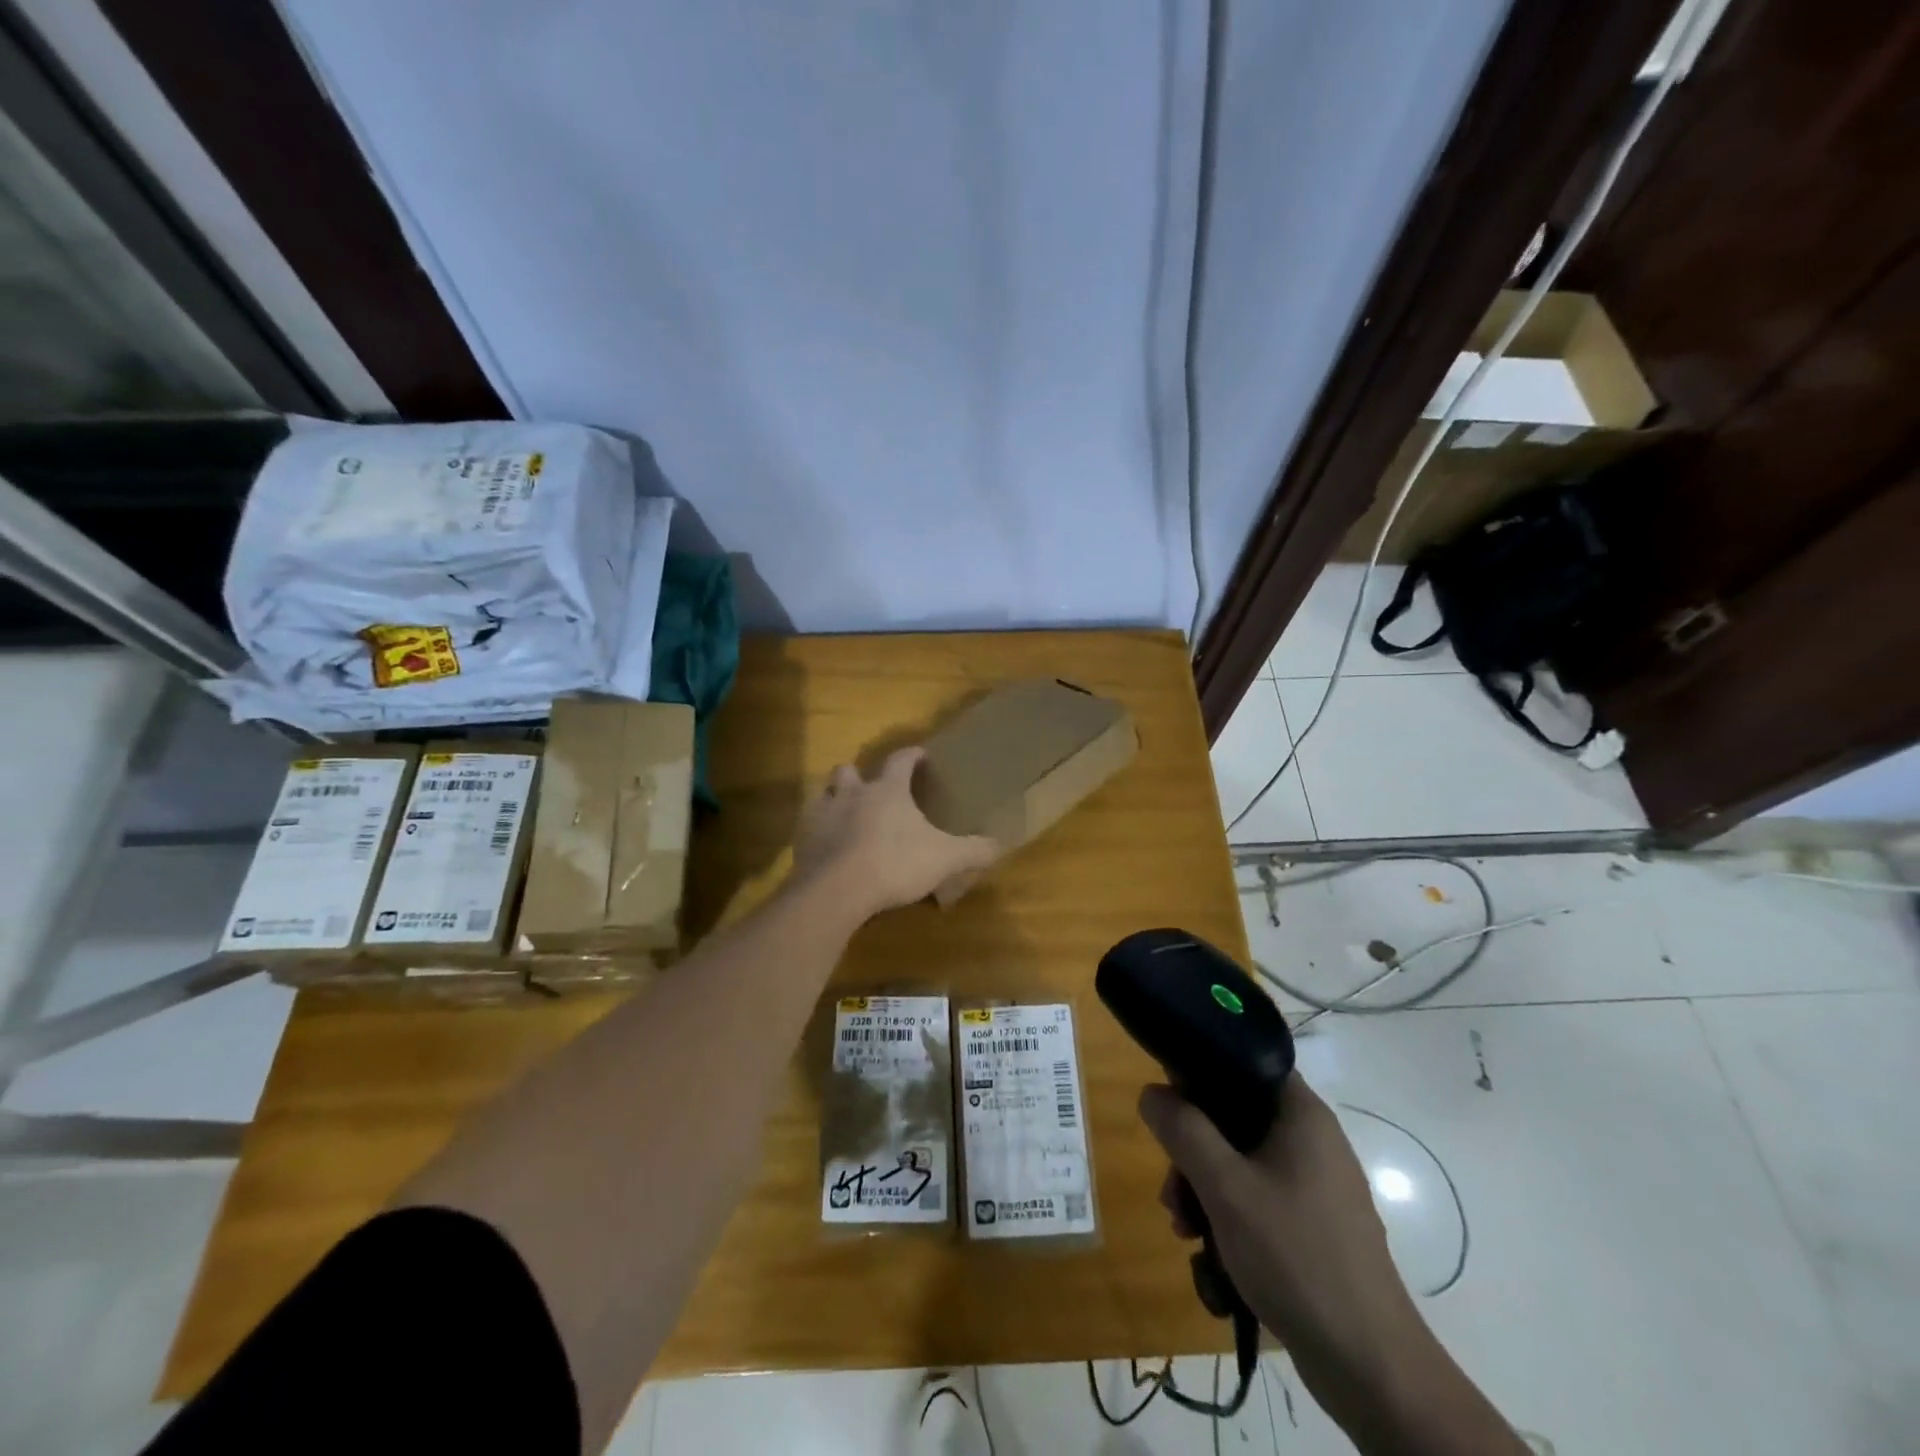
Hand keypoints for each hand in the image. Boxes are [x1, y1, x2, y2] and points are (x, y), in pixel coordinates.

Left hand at [792, 747, 997, 919]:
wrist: (836, 890)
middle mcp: (852, 793)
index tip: (920, 754)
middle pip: (850, 770)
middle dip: (860, 775)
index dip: (911, 755)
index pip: (901, 760)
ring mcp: (822, 814)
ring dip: (835, 798)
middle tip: (872, 789)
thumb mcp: (944, 858)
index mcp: (887, 790)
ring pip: (825, 793)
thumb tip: (1000, 844)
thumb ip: (973, 850)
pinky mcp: (802, 839)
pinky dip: (819, 831)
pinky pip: (808, 826)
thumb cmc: (894, 864)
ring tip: (846, 815)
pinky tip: (828, 846)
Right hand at [1139, 1074, 1431, 1415]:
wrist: (1369, 1367)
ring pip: (1241, 1165)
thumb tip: (1152, 1091)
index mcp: (1301, 1115)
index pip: (1245, 1063)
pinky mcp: (1314, 1228)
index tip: (1170, 1104)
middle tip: (1171, 1190)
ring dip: (1203, 1191)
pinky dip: (1229, 1220)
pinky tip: (1211, 1260)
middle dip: (1192, 1152)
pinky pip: (1259, 1202)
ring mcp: (1316, 1188)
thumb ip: (1183, 1130)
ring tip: (1184, 1231)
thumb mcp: (1224, 1186)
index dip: (1202, 1073)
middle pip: (1234, 1120)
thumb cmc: (1294, 1256)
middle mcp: (1312, 1141)